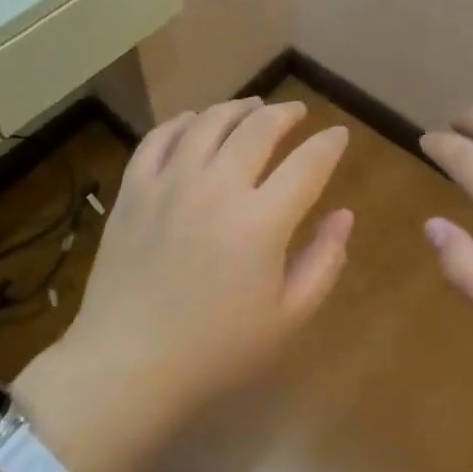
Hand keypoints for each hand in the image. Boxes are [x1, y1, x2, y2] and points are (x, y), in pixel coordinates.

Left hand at [58, 97, 353, 425]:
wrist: (128, 364)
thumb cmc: (216, 349)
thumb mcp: (288, 317)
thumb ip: (324, 261)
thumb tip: (344, 215)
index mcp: (261, 221)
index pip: (307, 164)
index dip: (329, 144)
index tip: (338, 134)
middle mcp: (217, 187)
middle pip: (258, 129)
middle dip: (286, 114)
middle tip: (297, 113)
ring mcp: (170, 182)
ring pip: (209, 122)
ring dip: (237, 108)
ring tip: (252, 107)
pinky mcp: (134, 189)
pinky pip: (159, 138)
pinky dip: (182, 121)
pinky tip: (194, 121)